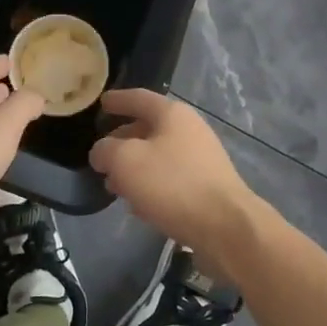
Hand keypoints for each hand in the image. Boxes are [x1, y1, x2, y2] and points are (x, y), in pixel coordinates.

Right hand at [88, 90, 260, 260]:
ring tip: (113, 185)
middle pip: (148, 128)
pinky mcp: (206, 187)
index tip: (101, 103)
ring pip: (158, 157)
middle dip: (122, 141)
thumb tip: (102, 153)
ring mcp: (201, 159)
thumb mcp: (125, 161)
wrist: (225, 227)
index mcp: (172, 114)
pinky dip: (151, 186)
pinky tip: (138, 205)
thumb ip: (105, 150)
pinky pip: (170, 179)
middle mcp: (190, 130)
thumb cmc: (172, 184)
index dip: (117, 100)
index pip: (138, 98)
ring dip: (135, 168)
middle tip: (101, 156)